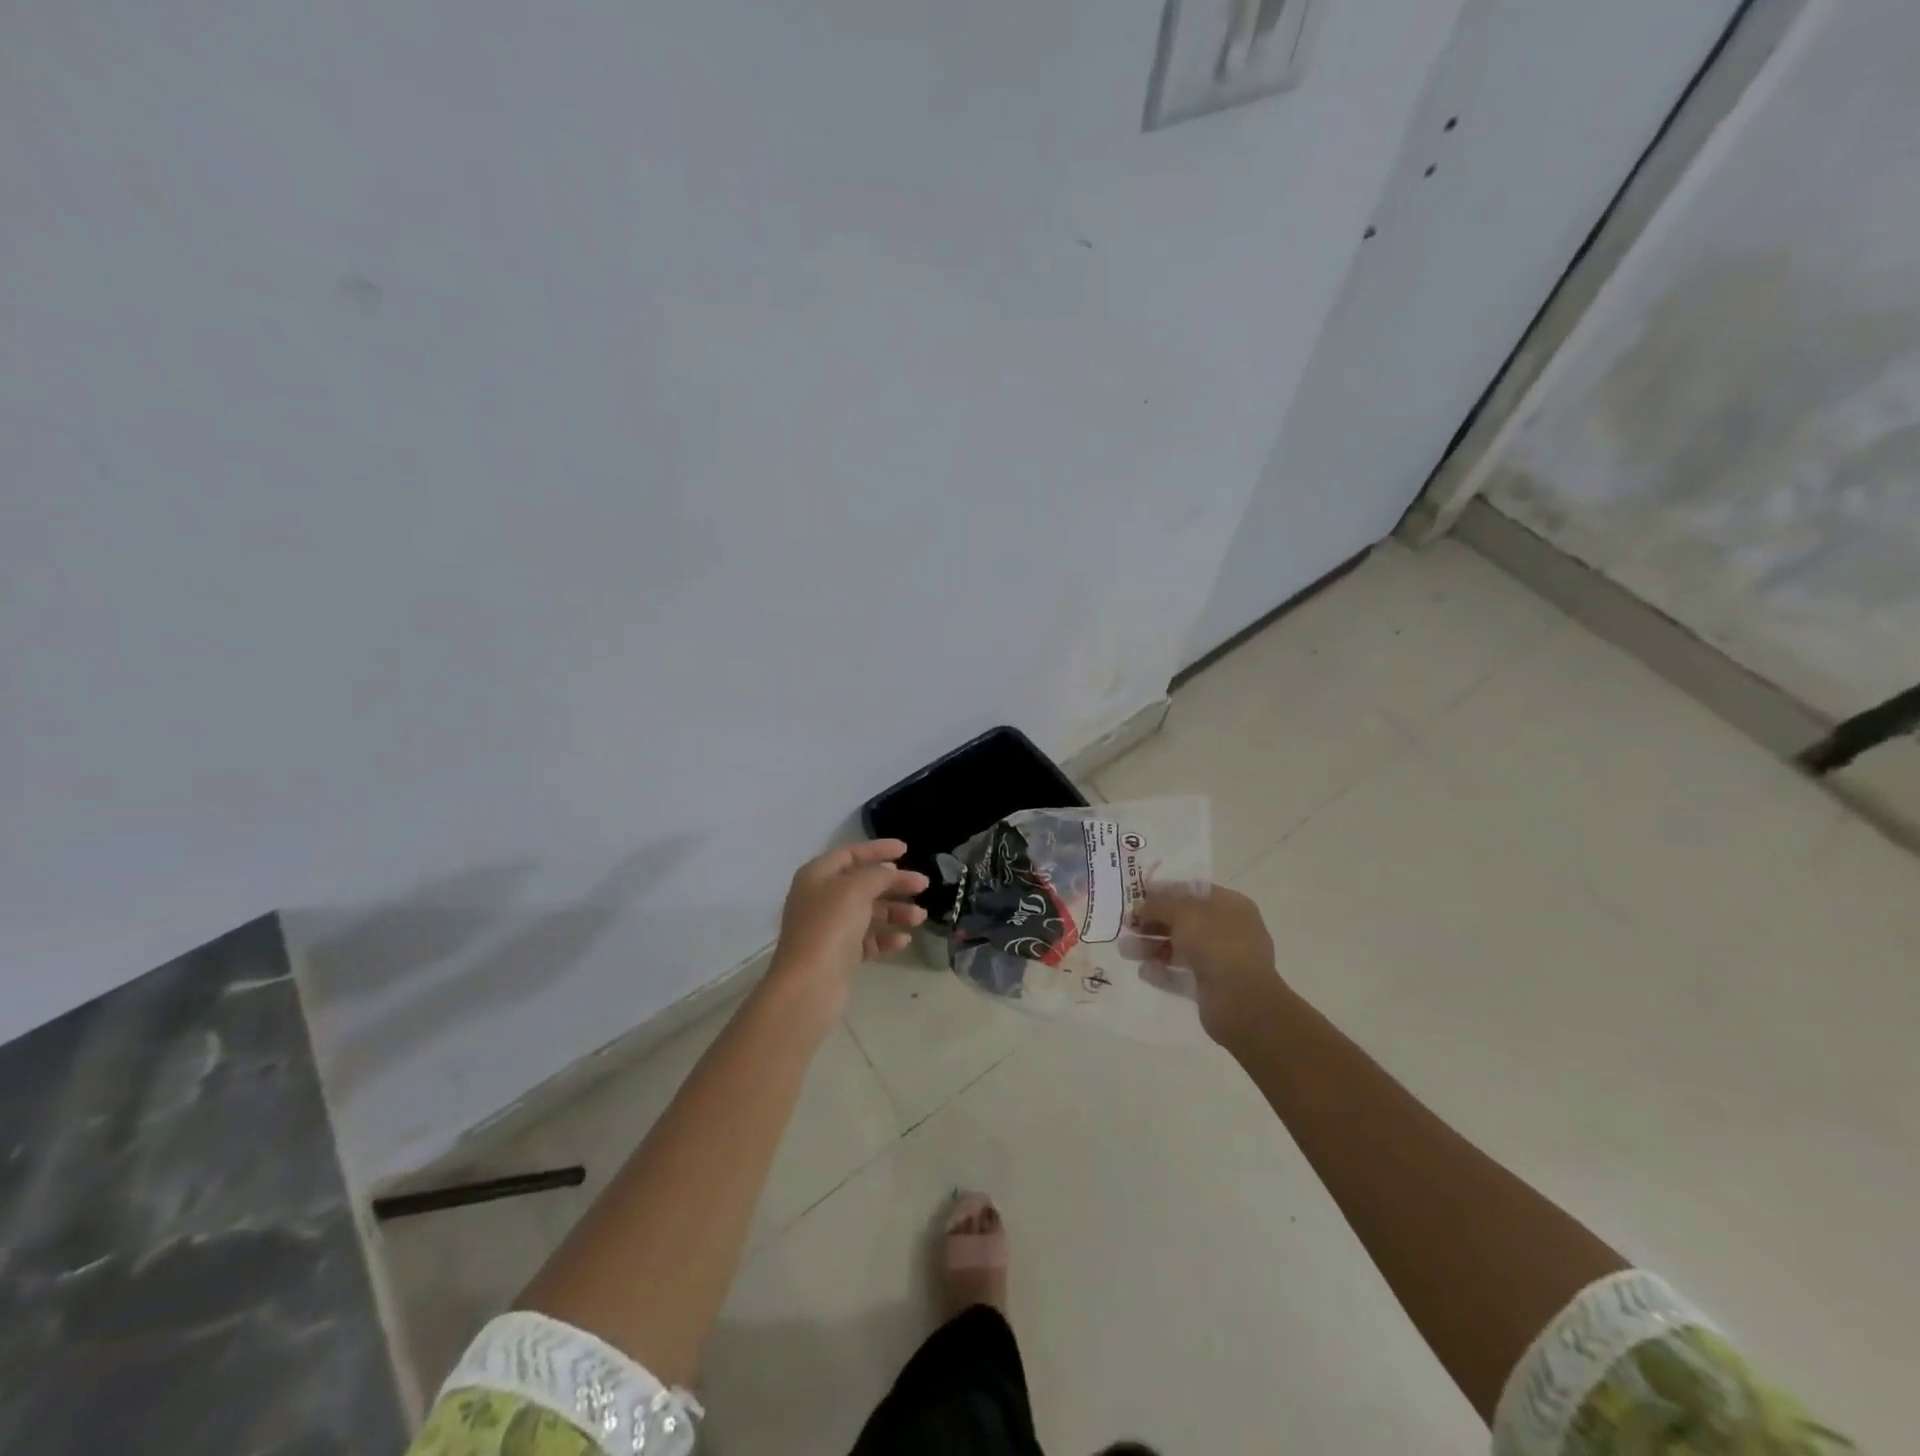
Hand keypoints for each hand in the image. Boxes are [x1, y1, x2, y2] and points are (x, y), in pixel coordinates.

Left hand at [771, 839, 928, 1006]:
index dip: (878, 849)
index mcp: (817, 876)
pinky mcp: (839, 955)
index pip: (850, 854)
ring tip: (920, 917)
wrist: (809, 985)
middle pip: (863, 883)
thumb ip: (877, 874)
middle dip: (894, 883)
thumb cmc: (830, 926)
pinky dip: (885, 937)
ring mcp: (829, 929)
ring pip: (868, 912)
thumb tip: (888, 871)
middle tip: (923, 885)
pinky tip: (904, 940)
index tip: (906, 850)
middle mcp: (821, 899)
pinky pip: (867, 940)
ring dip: (895, 911)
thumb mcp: (856, 889)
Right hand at [1129, 887, 1283, 1046]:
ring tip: (1126, 951)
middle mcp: (1228, 930)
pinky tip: (1144, 972)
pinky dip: (1163, 972)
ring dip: (1152, 947)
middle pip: (1184, 921)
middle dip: (1153, 922)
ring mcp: (1222, 960)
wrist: (1241, 1000)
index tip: (1138, 895)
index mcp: (1230, 905)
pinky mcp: (1212, 986)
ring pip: (1180, 948)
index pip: (1193, 891)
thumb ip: (1158, 905)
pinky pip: (1182, 974)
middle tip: (1127, 925)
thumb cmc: (1215, 944)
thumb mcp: (1183, 913)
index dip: (1165, 891)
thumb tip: (1140, 906)